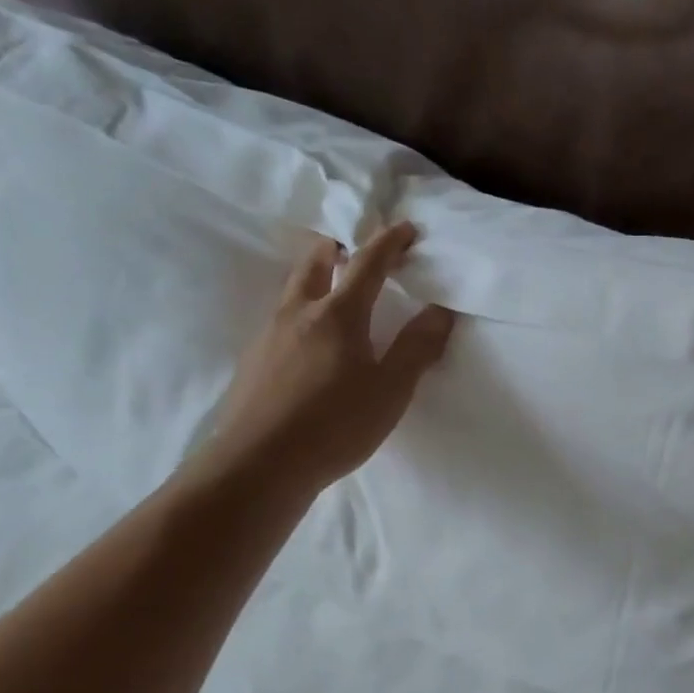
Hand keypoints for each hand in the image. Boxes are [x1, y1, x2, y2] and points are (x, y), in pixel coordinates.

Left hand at [197, 223, 453, 496]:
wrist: (260, 464)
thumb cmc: (336, 424)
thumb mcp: (390, 390)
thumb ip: (417, 348)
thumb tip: (439, 310)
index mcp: (338, 314)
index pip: (367, 263)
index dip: (389, 242)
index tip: (406, 228)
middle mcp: (299, 312)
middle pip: (315, 262)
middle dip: (338, 246)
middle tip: (354, 247)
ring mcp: (270, 335)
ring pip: (293, 289)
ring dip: (315, 276)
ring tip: (332, 288)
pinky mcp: (254, 361)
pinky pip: (280, 319)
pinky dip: (301, 310)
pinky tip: (308, 339)